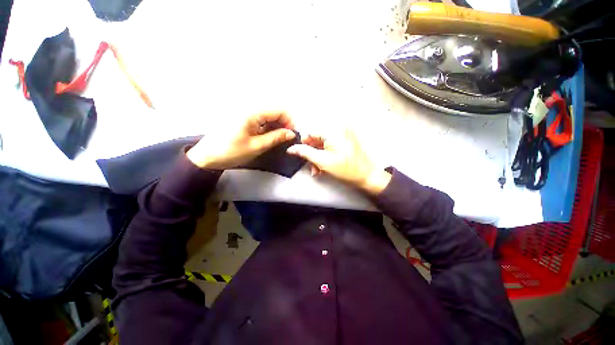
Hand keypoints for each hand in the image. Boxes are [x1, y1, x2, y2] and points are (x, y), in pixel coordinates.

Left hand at [187, 111, 295, 169]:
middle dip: (284, 123)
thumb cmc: (230, 152)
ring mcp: (245, 112)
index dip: (290, 121)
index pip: (279, 110)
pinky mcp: (243, 118)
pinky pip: (261, 118)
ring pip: (269, 115)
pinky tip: (268, 136)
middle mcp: (249, 107)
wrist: (207, 156)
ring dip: (277, 125)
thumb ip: (276, 138)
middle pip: (275, 110)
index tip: (293, 134)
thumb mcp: (256, 146)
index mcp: (252, 112)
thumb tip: (291, 133)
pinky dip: (268, 127)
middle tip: (287, 138)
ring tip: (278, 139)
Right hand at [286, 129, 391, 194]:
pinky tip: (323, 167)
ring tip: (317, 170)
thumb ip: (305, 152)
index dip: (303, 143)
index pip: (310, 132)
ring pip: (323, 144)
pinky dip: (325, 155)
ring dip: (318, 157)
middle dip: (312, 153)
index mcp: (333, 130)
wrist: (367, 176)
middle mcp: (338, 128)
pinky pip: (331, 146)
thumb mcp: (322, 161)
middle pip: (317, 138)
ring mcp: (343, 134)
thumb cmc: (346, 169)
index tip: (300, 155)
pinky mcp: (346, 141)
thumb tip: (291, 148)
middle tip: (311, 166)